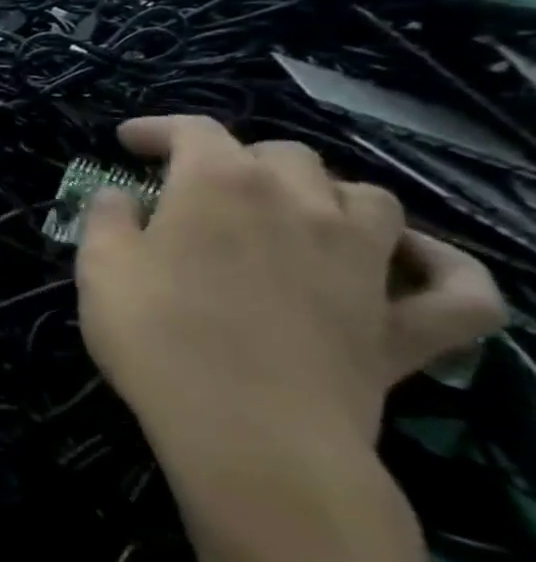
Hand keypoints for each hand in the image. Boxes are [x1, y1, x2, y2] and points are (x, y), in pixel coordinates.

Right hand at [78, 116, 505, 476]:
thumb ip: (107, 218)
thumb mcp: (99, 266)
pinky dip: (445, 270)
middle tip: (198, 187)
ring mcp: (365, 263)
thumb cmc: (157, 336)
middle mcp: (301, 204)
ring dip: (329, 195)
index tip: (127, 142)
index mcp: (219, 185)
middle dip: (237, 159)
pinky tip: (415, 265)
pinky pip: (461, 290)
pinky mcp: (406, 325)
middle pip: (282, 155)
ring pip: (370, 199)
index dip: (157, 129)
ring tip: (294, 214)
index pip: (192, 130)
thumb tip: (121, 197)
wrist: (248, 432)